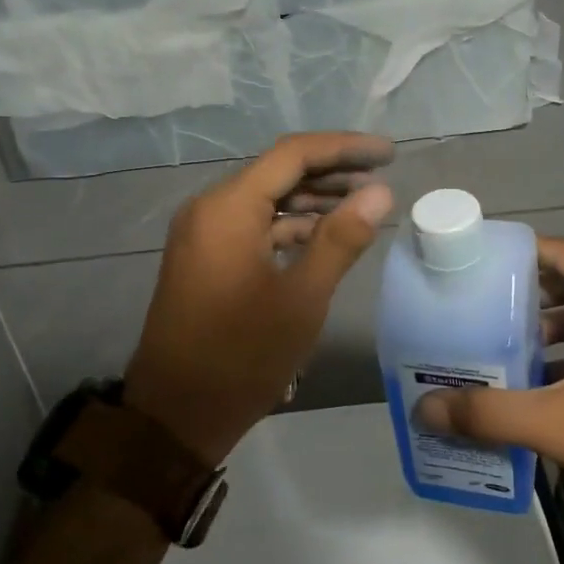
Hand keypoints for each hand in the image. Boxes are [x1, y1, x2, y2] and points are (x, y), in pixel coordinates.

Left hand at [126, 132, 393, 465]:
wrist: (175, 416)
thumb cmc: (241, 355)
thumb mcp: (302, 298)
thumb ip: (341, 238)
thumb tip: (379, 192)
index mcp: (228, 208)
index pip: (293, 155)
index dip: (345, 148)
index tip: (389, 154)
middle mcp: (210, 209)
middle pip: (279, 172)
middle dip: (333, 172)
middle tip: (382, 178)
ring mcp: (204, 234)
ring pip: (267, 199)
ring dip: (313, 200)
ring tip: (363, 205)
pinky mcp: (206, 258)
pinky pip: (254, 226)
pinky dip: (290, 226)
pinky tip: (325, 236)